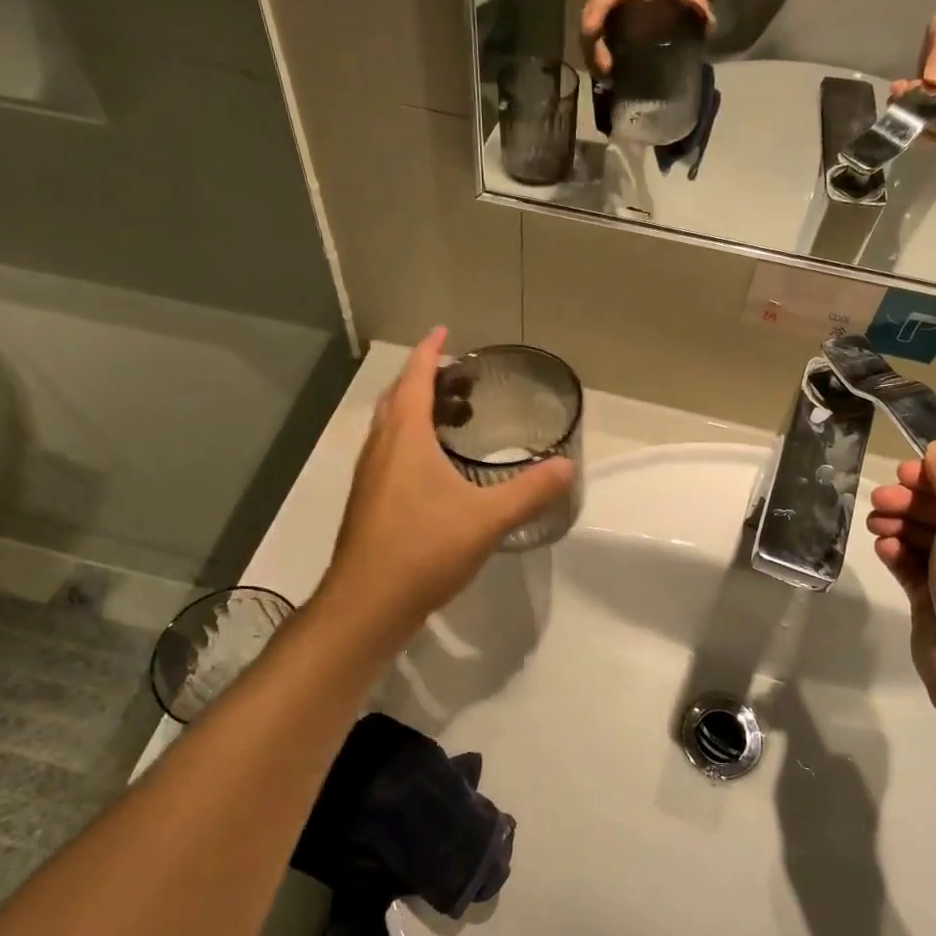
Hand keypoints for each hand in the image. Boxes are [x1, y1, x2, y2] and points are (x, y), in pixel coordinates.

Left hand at [322, 328, 576, 637]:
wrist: (367, 604)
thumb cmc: (424, 550)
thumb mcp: (487, 520)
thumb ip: (530, 491)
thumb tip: (567, 466)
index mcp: (405, 438)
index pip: (415, 378)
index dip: (430, 352)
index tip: (444, 331)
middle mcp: (381, 449)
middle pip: (399, 398)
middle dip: (425, 378)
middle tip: (459, 376)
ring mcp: (370, 477)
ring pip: (391, 427)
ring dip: (416, 410)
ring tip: (453, 416)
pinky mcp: (369, 502)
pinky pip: (390, 452)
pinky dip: (411, 440)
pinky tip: (436, 468)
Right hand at [579, 0, 712, 73]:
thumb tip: (710, 23)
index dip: (597, 12)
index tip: (595, 32)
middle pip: (589, 24)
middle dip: (593, 49)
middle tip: (606, 70)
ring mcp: (602, 14)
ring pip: (588, 39)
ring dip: (593, 60)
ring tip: (607, 79)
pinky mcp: (604, 26)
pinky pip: (594, 44)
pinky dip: (597, 60)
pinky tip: (609, 76)